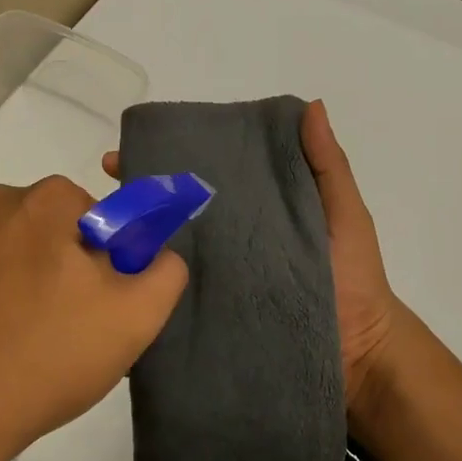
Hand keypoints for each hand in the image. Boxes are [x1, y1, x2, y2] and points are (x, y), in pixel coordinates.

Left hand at [0, 176, 186, 460]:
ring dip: (43, 296)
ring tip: (46, 353)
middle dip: (81, 276)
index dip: (119, 259)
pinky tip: (10, 358)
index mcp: (40, 201)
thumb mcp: (137, 314)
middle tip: (86, 331)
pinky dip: (6, 314)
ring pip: (25, 265)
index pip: (104, 214)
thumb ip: (167, 271)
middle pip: (63, 237)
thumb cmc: (47, 352)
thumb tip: (158, 257)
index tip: (113, 303)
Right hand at [103, 99, 400, 418]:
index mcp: (256, 211)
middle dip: (140, 198)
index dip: (172, 160)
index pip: (207, 177)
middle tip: (106, 190)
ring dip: (135, 240)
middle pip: (178, 213)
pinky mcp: (214, 318)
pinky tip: (117, 279)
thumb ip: (327, 165)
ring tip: (101, 230)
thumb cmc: (354, 277)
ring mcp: (219, 282)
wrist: (360, 355)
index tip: (131, 150)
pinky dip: (146, 288)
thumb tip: (310, 105)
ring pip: (169, 254)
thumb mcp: (344, 214)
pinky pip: (174, 299)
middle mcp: (230, 242)